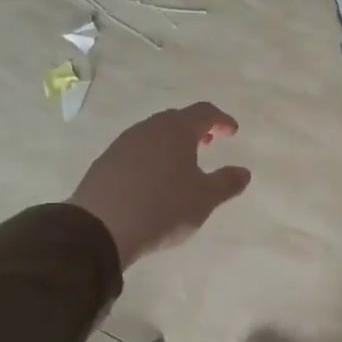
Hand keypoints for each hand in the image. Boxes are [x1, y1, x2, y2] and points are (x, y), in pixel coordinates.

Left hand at [69, 103, 250, 267]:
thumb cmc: (162, 208)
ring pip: (154, 134)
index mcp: (177, 130)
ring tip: (181, 164)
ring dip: (171, 143)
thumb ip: (227, 183)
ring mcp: (123, 144)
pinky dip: (151, 157)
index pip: (204, 112)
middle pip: (176, 119)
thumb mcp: (204, 199)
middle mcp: (149, 129)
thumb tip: (243, 172)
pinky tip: (152, 180)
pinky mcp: (105, 162)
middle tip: (207, 143)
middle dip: (195, 129)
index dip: (221, 120)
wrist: (98, 229)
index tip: (232, 132)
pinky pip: (136, 151)